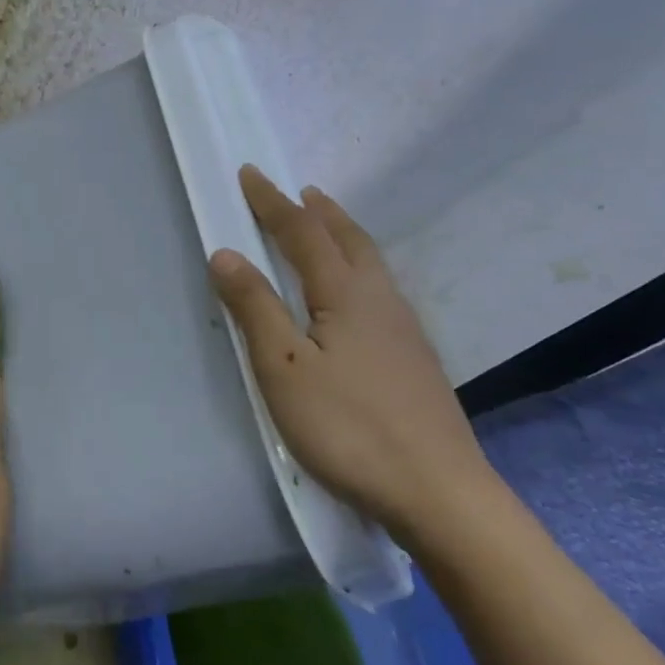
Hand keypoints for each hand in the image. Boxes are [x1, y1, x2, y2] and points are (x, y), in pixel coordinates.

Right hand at [208, 166, 496, 539]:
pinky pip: (380, 289)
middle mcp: (381, 300)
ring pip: (370, 263)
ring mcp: (404, 330)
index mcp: (346, 294)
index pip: (303, 233)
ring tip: (325, 227)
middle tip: (298, 191)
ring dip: (343, 235)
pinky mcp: (413, 358)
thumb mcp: (284, 368)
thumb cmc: (348, 427)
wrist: (437, 491)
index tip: (250, 173)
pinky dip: (358, 267)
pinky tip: (354, 293)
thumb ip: (256, 308)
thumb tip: (226, 253)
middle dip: (319, 210)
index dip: (272, 203)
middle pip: (348, 239)